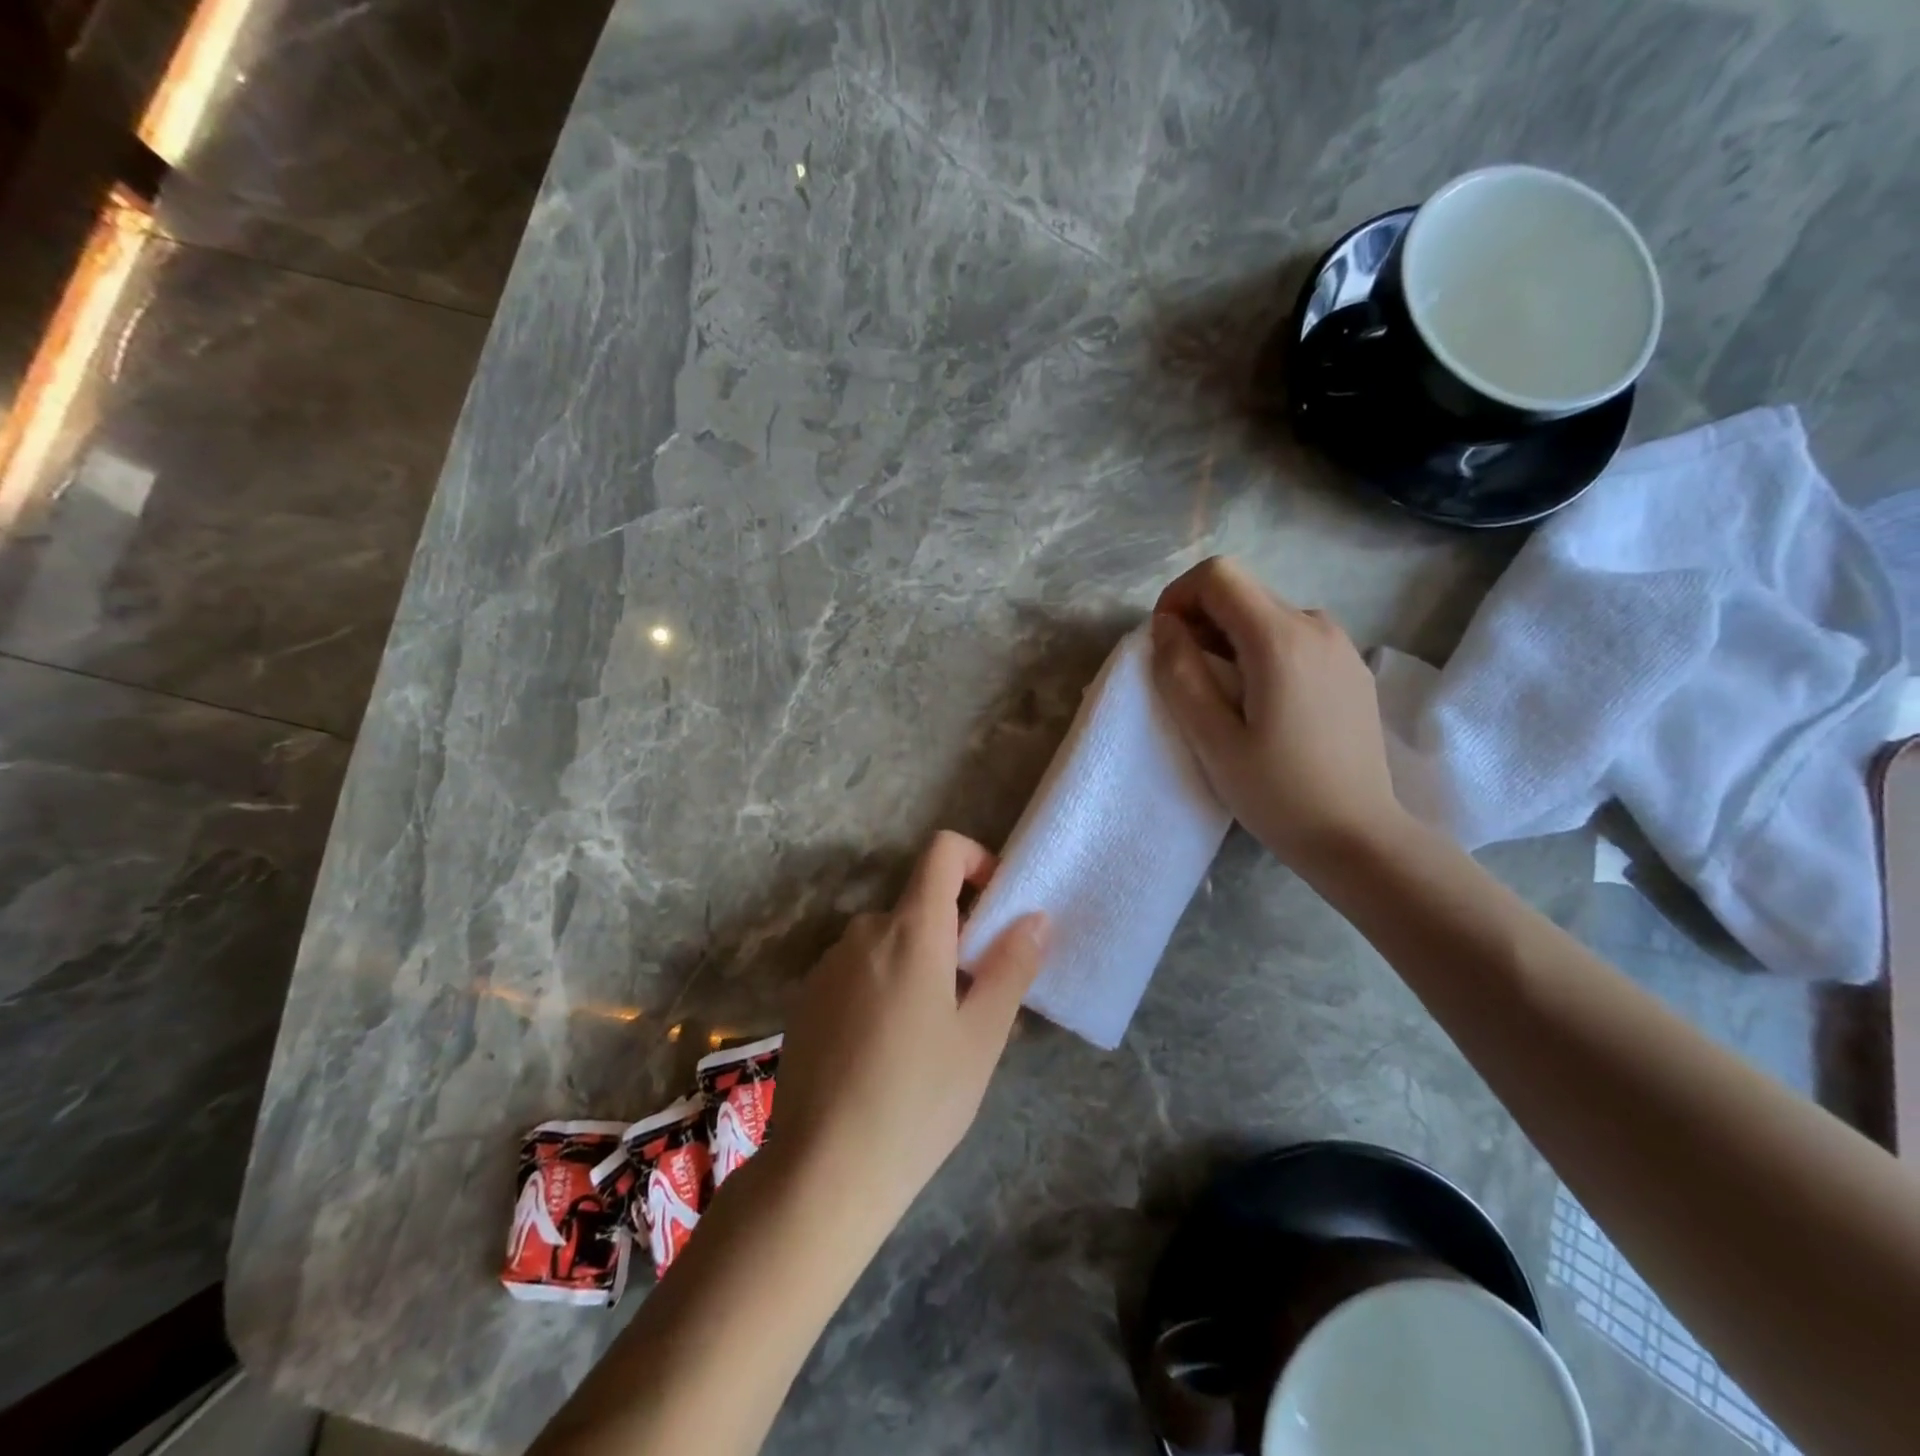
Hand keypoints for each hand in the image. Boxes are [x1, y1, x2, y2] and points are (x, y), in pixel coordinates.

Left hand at [772, 831, 1047, 1234]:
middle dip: (954, 933)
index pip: (942, 851)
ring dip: (920, 962)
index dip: (976, 860)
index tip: (995, 906)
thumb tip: (1035, 917)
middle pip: (920, 903)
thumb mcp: (981, 1038)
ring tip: (933, 1035)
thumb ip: (1011, 967)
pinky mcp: (807, 996)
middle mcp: (864, 931)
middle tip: (976, 997)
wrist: (821, 1170)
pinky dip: (884, 983)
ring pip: (890, 940)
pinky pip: (859, 968)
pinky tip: (887, 1050)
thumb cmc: (918, 1101)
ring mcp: (829, 964)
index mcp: (912, 930)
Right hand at [1149, 556, 1405, 868]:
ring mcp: (1341, 645)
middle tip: (1185, 676)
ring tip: (1221, 694)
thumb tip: (1165, 626)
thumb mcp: (1212, 740)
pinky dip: (1262, 651)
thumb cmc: (1278, 793)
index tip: (1165, 643)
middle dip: (1201, 619)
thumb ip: (1180, 674)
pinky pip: (1294, 637)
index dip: (1178, 597)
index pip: (1219, 575)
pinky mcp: (1351, 668)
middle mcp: (1317, 625)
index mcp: (1281, 639)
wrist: (1359, 837)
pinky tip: (1262, 702)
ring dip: (1230, 638)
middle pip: (1243, 591)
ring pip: (1267, 614)